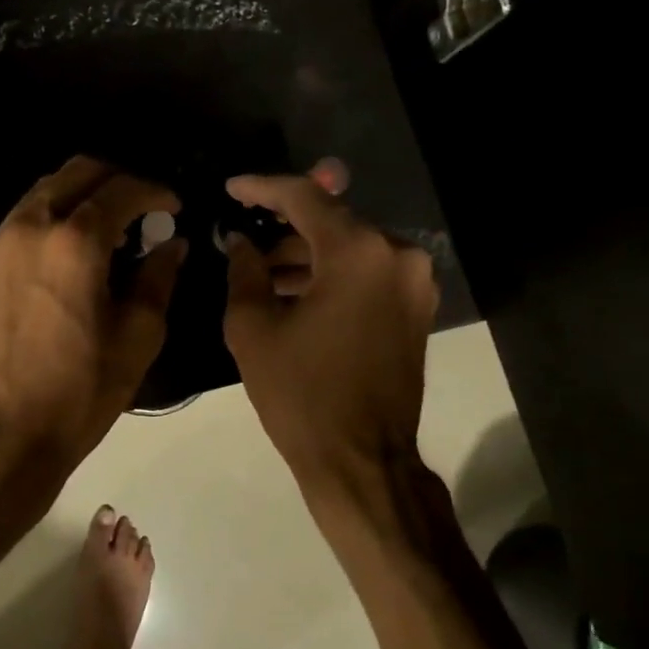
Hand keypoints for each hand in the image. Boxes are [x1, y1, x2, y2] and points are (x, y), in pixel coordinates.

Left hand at [0, 156, 186, 484]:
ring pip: (45, 191)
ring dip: (81, 196)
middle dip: (116, 180)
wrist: (5, 430)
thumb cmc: (80, 389)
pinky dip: (53, 219)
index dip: (155, 192)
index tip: (173, 207)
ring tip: (107, 232)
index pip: (122, 190)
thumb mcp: (138, 337)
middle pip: (77, 172)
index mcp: (76, 242)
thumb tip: (171, 244)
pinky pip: (23, 220)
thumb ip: (158, 279)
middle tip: (141, 210)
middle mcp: (32, 227)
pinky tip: (69, 255)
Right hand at [222, 167, 437, 489]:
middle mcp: (397, 256)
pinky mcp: (417, 309)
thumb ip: (244, 272)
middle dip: (284, 228)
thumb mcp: (254, 329)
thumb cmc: (301, 395)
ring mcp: (414, 283)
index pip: (305, 198)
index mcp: (358, 253)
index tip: (231, 189)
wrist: (362, 460)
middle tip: (243, 239)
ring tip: (262, 273)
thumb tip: (239, 243)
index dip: (262, 188)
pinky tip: (295, 294)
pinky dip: (332, 277)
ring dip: (307, 256)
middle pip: (332, 222)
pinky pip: (368, 275)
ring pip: (351, 250)